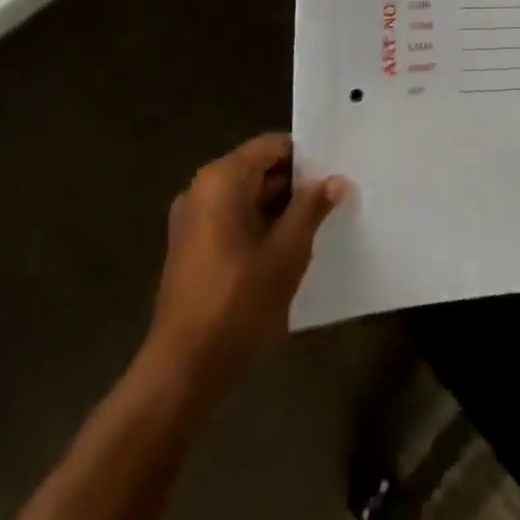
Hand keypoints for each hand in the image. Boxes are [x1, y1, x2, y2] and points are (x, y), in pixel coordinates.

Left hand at [143, 134, 346, 385]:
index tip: (337, 174)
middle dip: (297, 184)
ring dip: (281, 208)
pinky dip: (260, 226)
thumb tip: (336, 180)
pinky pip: (233, 220)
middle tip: (335, 200)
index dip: (308, 158)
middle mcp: (202, 190)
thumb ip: (312, 207)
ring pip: (248, 197)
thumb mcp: (287, 251)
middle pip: (260, 169)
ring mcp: (192, 220)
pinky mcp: (191, 249)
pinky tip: (288, 251)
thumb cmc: (238, 302)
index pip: (273, 146)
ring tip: (319, 225)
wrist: (181, 373)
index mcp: (222, 179)